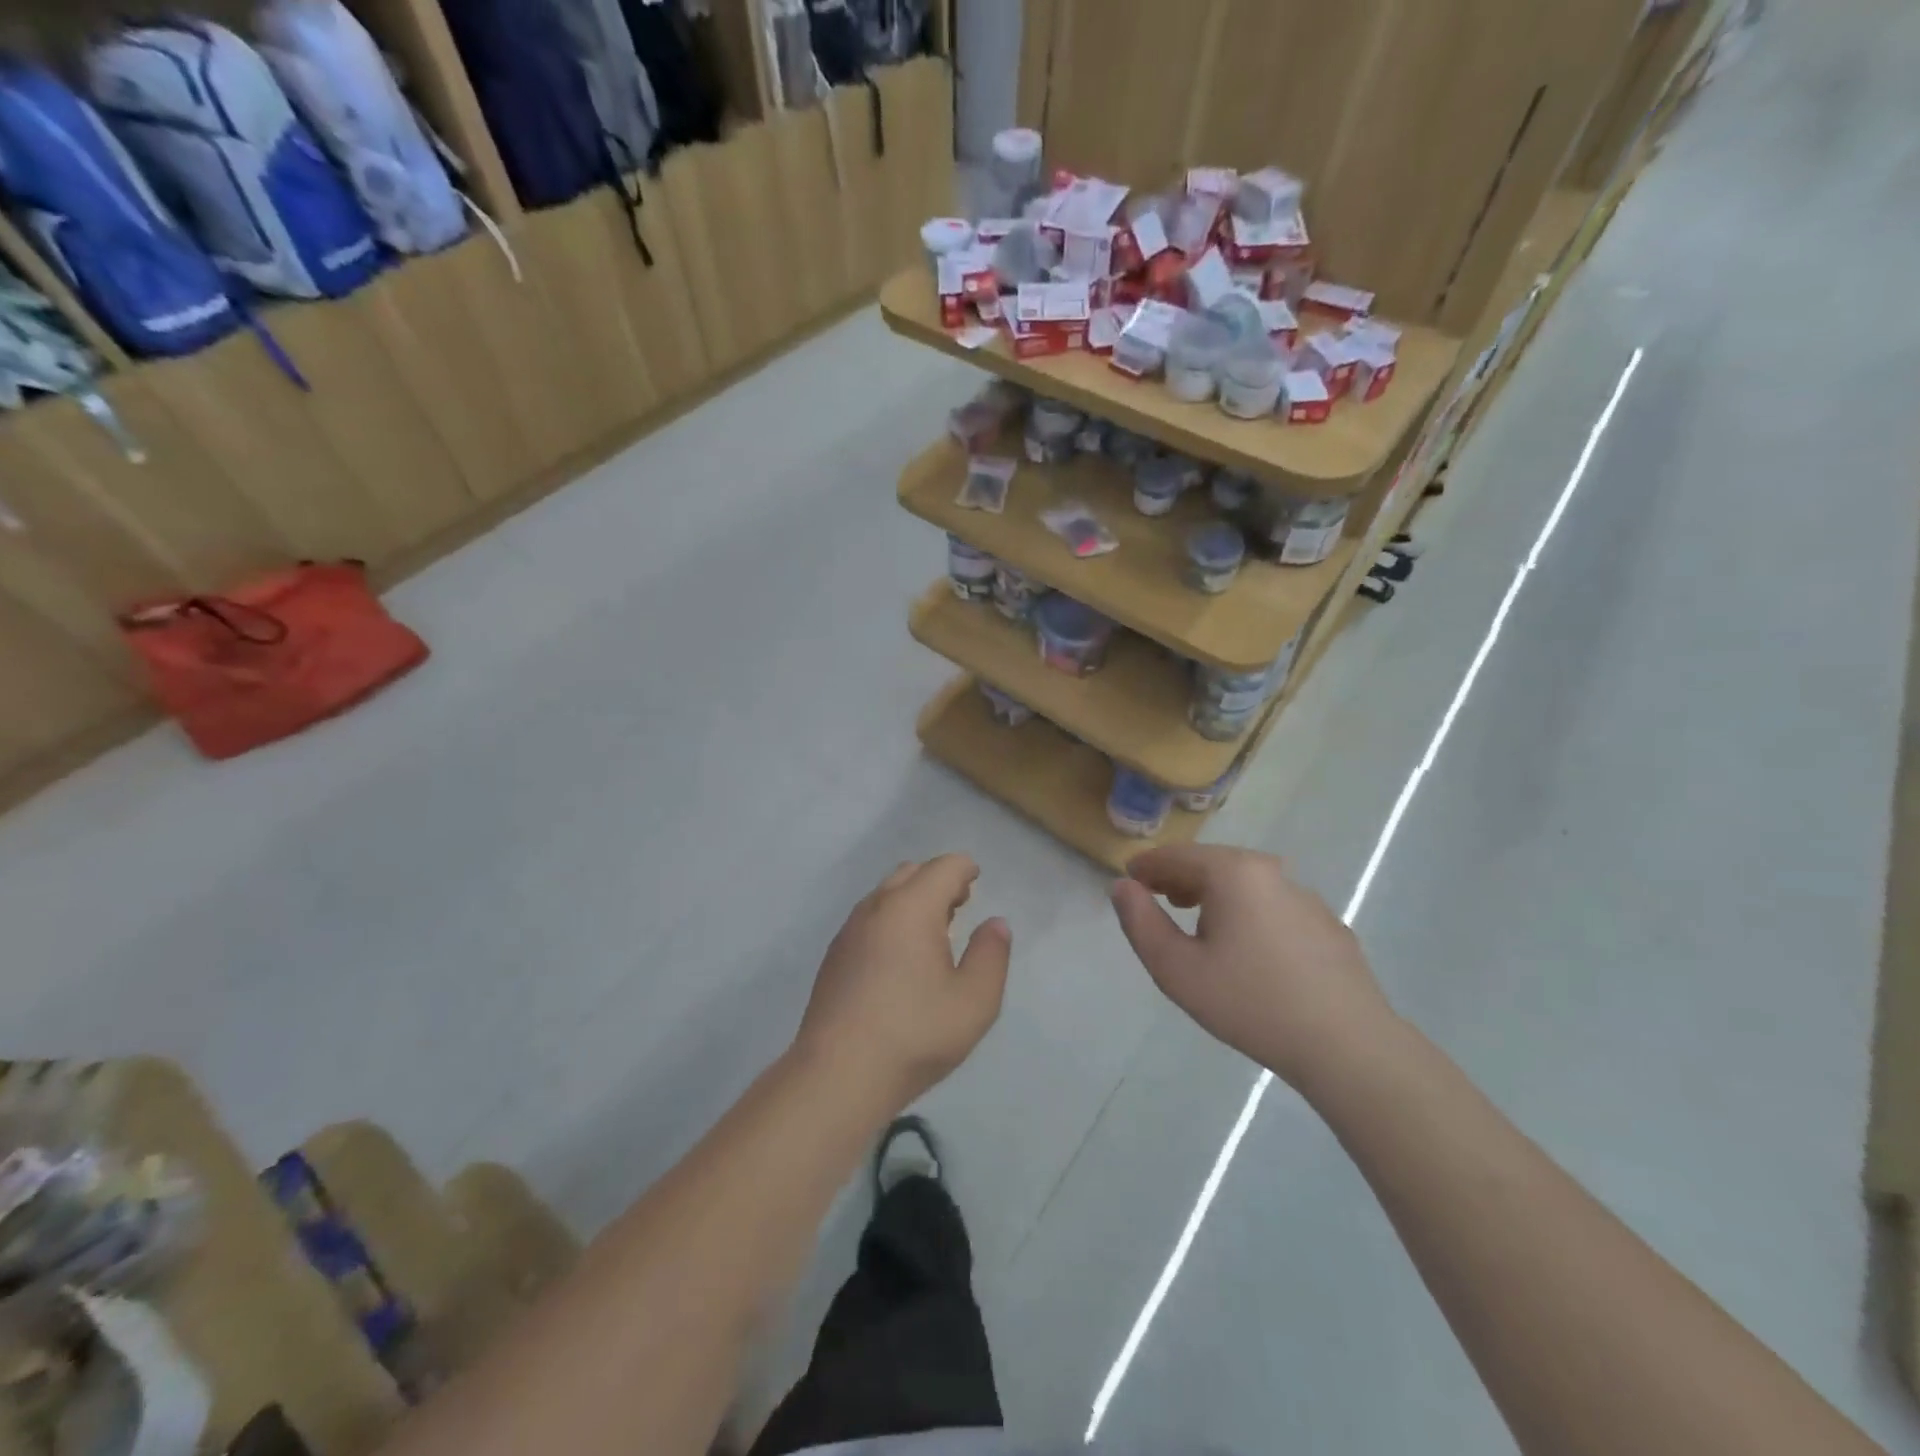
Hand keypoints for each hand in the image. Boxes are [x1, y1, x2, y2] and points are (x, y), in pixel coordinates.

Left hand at [796, 856, 1011, 1113]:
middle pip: (911, 873)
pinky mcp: (834, 956)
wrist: (837, 1075)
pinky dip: (890, 920)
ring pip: (885, 895)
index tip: (976, 879)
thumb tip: (995, 923)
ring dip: (912, 899)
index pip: (943, 867)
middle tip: (959, 905)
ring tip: (933, 931)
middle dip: (938, 880)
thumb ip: (991, 954)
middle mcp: (876, 907)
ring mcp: (849, 931)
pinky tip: (900, 958)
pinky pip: (868, 919)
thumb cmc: (915, 1034)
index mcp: (911, 907)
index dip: (965, 869)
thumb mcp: (975, 1000)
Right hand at [1111, 846, 1395, 1091]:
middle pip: (1213, 863)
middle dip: (1179, 877)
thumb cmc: (1250, 1003)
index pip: (1176, 855)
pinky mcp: (1328, 925)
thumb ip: (1140, 922)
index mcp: (1233, 872)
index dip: (1147, 867)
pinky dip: (1248, 913)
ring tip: (1196, 921)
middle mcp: (1272, 872)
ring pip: (1246, 884)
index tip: (1129, 881)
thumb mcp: (1176, 969)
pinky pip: (1273, 906)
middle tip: (1157, 899)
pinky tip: (1247, 949)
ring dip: (1214, 895)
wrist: (1347, 1046)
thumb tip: (1123, 886)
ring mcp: (1305, 897)